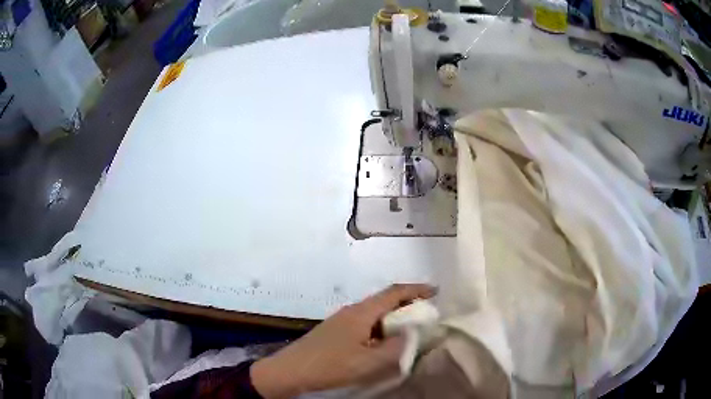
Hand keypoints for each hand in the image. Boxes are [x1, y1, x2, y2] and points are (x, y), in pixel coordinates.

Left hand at [251, 284, 436, 397]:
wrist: (290, 371)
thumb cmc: (330, 365)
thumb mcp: (369, 362)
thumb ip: (395, 347)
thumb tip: (411, 332)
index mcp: (362, 312)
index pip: (394, 292)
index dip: (416, 289)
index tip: (436, 291)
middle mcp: (352, 310)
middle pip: (385, 301)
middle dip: (407, 304)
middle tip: (426, 315)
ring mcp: (342, 320)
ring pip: (375, 313)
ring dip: (393, 318)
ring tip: (408, 331)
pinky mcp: (336, 331)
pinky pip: (365, 324)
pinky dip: (380, 328)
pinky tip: (382, 343)